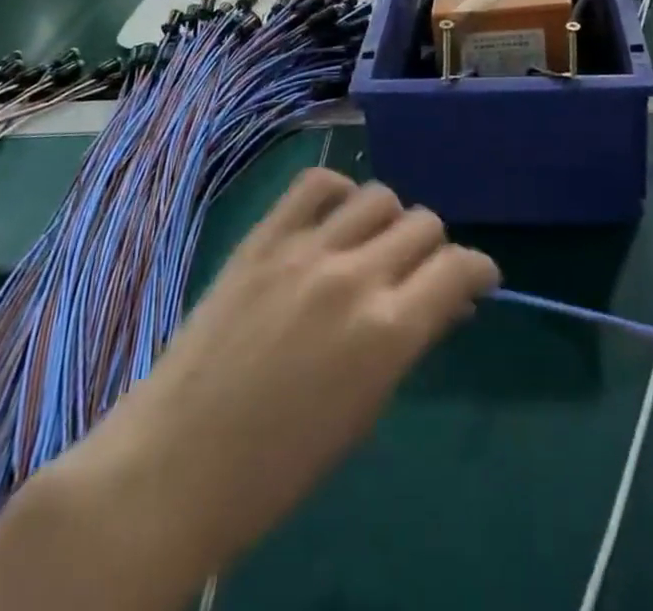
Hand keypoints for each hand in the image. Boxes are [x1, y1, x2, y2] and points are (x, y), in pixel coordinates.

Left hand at [67, 170, 496, 586]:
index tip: (475, 280)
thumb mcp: (365, 411)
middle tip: (420, 273)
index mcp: (388, 332)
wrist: (176, 465)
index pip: (458, 266)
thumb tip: (442, 302)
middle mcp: (354, 276)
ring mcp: (305, 249)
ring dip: (390, 220)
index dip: (477, 269)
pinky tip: (334, 218)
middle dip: (434, 248)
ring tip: (374, 246)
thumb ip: (408, 341)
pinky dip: (337, 193)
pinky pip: (315, 185)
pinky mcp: (263, 237)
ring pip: (378, 195)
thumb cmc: (278, 466)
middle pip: (424, 222)